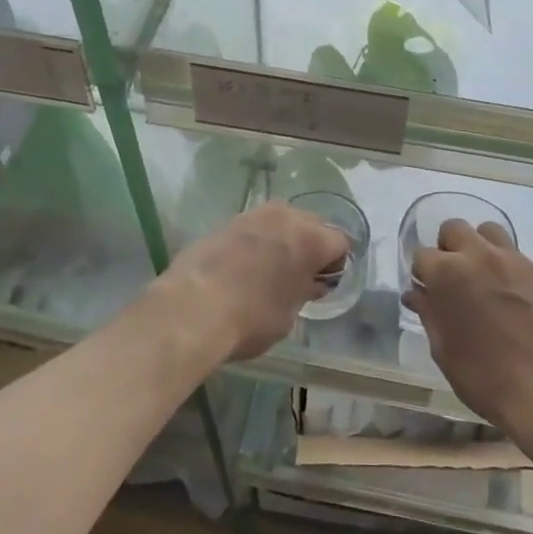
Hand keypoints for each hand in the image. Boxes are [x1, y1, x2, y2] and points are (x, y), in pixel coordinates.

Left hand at [155, 202, 350, 366]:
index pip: (340, 242)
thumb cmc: (251, 318)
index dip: (336, 265)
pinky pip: (254, 227)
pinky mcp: (226, 222)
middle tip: (300, 275)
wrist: (192, 308)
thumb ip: (303, 292)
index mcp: (311, 239)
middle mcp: (286, 217)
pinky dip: (256, 241)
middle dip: (312, 245)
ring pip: (281, 220)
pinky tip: (244, 266)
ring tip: (271, 267)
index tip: (323, 285)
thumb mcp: (288, 315)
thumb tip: (308, 283)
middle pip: (312, 224)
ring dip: (283, 238)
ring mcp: (253, 215)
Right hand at [403, 218, 532, 438]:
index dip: (422, 274)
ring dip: (482, 248)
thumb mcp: (443, 349)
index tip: (428, 292)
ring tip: (486, 279)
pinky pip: (523, 261)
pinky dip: (513, 274)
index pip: (421, 254)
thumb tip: (417, 295)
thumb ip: (429, 313)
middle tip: (455, 278)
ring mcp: (518, 262)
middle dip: (449, 248)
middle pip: (455, 228)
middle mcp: (481, 256)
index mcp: (448, 273)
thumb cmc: (483, 376)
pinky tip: (519, 303)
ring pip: (492, 233)